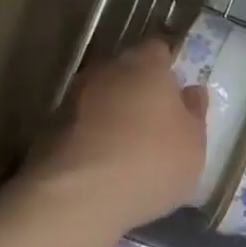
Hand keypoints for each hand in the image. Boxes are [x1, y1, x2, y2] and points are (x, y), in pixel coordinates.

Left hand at [29, 39, 206, 231]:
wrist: (79, 198)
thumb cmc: (152, 161)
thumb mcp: (194, 143)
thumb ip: (194, 112)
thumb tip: (191, 91)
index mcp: (145, 65)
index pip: (159, 48)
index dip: (169, 66)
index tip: (179, 89)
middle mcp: (106, 71)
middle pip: (127, 70)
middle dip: (141, 88)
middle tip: (158, 118)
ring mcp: (73, 98)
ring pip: (103, 97)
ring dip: (115, 113)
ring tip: (131, 145)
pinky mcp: (50, 129)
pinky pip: (83, 124)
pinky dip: (95, 136)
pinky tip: (107, 164)